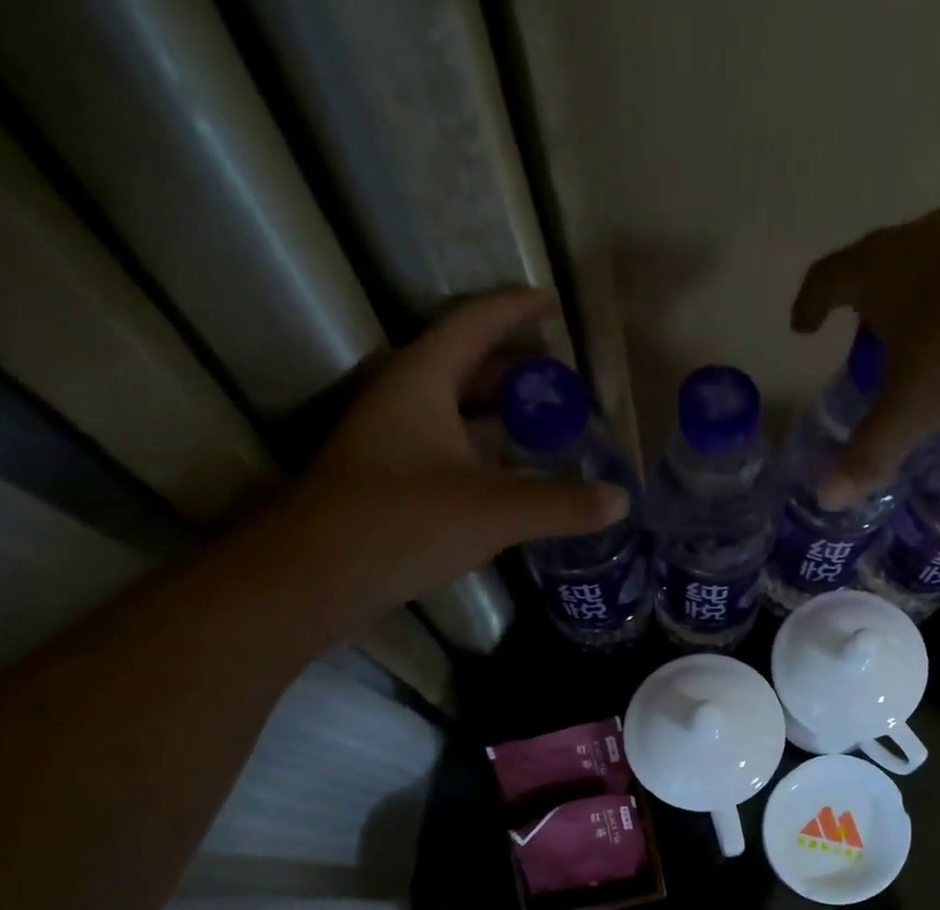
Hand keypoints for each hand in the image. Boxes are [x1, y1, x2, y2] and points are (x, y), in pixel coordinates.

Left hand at [249, 290, 627, 621]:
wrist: (319, 574)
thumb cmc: (404, 520)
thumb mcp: (494, 510)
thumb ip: (561, 504)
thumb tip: (621, 500)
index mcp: (422, 381)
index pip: (473, 325)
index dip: (515, 310)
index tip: (553, 305)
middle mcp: (405, 400)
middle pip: (466, 367)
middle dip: (516, 369)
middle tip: (563, 380)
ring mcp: (396, 441)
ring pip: (458, 412)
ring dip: (502, 415)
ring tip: (550, 425)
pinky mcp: (395, 480)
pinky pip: (452, 450)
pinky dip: (488, 454)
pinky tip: (518, 477)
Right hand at [792, 206, 939, 503]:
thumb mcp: (913, 411)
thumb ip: (869, 454)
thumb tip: (827, 498)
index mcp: (881, 271)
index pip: (827, 278)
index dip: (810, 303)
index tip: (803, 326)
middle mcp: (921, 238)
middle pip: (876, 265)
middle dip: (863, 305)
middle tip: (863, 344)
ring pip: (927, 264)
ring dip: (913, 300)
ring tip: (919, 342)